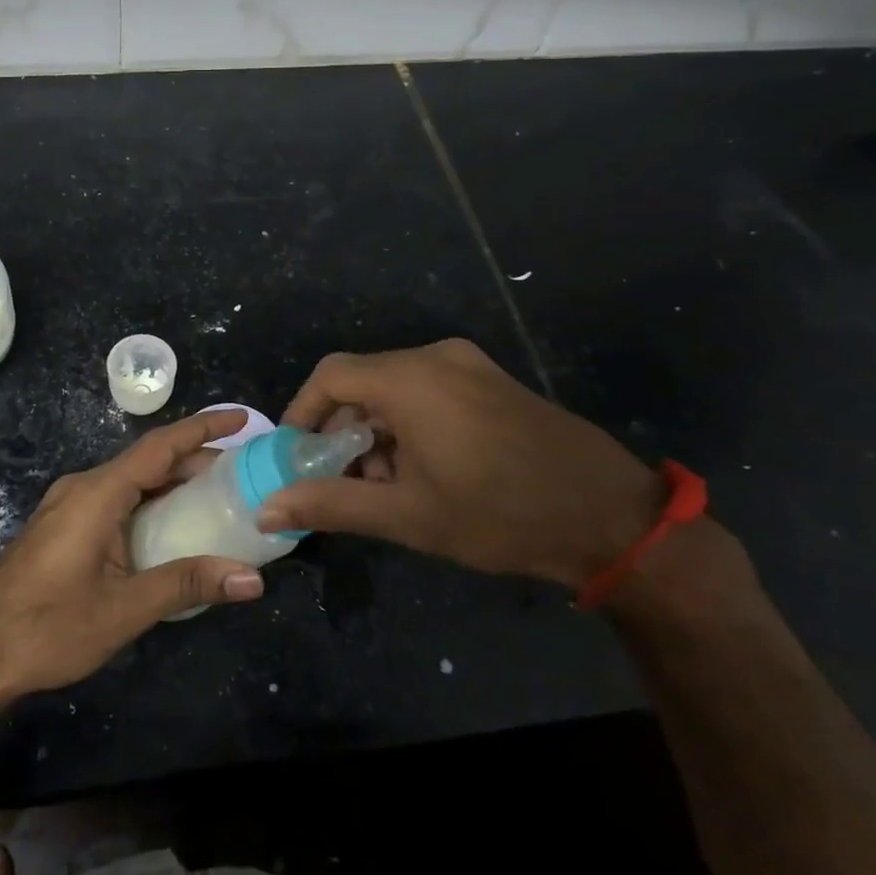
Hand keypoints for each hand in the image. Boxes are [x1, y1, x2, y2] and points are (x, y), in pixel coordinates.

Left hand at [0, 409, 264, 704]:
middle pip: (148, 461)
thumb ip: (188, 585)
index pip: (160, 446)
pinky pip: (115, 499)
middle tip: (243, 473)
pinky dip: (150, 502)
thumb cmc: (47, 627)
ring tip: (218, 496)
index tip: (241, 418)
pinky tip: (171, 527)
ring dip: (172, 482)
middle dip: (195, 460)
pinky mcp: (63, 526)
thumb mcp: (124, 609)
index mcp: (98, 493)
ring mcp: (69, 505)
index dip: (203, 429)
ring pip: (131, 481)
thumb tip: (252, 580)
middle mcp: (83, 487)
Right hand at [256, 339, 664, 588]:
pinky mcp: (494, 381)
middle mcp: (436, 357)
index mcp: (410, 379)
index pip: (330, 376)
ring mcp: (470, 365)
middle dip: (344, 428)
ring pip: (398, 386)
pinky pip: (431, 388)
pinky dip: (411, 421)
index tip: (297, 454)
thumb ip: (331, 504)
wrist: (609, 516)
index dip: (303, 412)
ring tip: (387, 483)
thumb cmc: (497, 513)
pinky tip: (426, 468)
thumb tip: (266, 509)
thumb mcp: (406, 515)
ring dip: (378, 428)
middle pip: (364, 380)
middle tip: (344, 479)